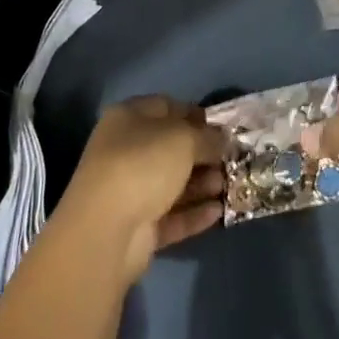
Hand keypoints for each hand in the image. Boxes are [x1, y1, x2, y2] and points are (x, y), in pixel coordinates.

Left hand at [56, 96, 226, 282]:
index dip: (195, 114)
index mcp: (128, 119)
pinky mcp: (136, 228)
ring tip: (229, 185)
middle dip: (203, 153)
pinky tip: (219, 212)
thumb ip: (208, 137)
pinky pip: (171, 216)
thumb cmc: (143, 165)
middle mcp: (125, 152)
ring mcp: (129, 192)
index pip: (166, 107)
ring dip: (202, 184)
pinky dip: (194, 214)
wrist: (105, 231)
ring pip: (172, 183)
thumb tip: (222, 139)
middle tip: (233, 159)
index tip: (223, 127)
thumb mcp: (184, 139)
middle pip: (171, 148)